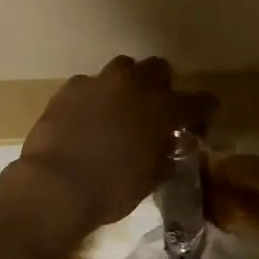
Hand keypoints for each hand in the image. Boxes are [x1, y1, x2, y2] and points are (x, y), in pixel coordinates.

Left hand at [17, 56, 214, 232]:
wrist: (55, 186)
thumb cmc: (110, 190)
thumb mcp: (149, 179)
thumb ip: (163, 156)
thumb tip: (168, 146)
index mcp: (163, 109)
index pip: (197, 101)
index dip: (203, 108)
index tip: (203, 116)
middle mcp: (135, 86)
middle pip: (158, 68)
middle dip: (161, 85)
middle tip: (155, 108)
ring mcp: (100, 82)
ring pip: (123, 68)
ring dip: (127, 84)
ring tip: (119, 107)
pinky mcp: (71, 87)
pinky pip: (90, 84)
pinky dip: (94, 97)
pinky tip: (86, 117)